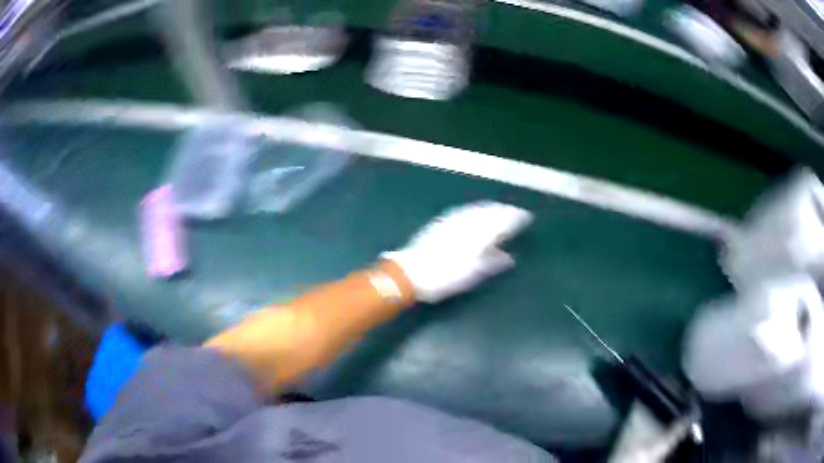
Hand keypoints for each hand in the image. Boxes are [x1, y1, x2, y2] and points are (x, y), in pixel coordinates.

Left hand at [383, 201, 532, 302]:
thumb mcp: (472, 274)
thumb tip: (509, 257)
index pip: (501, 221)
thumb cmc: (444, 276)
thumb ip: (492, 263)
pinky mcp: (441, 221)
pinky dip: (476, 209)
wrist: (409, 272)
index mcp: (478, 234)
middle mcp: (467, 222)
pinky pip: (465, 210)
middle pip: (490, 211)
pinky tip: (476, 212)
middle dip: (504, 210)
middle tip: (515, 212)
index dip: (515, 218)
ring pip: (477, 208)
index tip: (526, 217)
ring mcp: (453, 219)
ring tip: (500, 209)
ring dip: (491, 207)